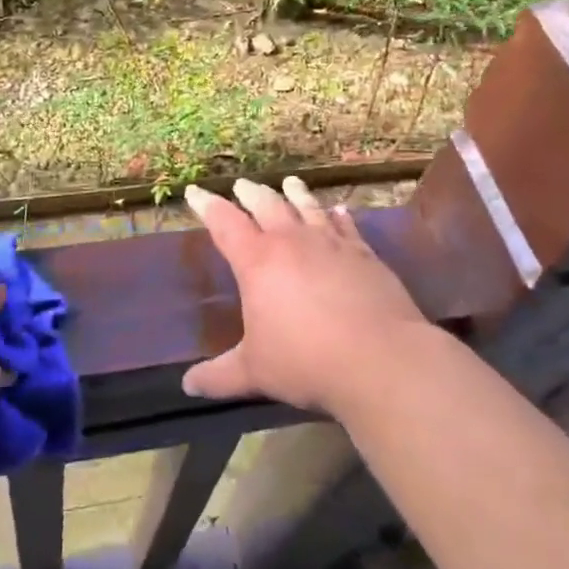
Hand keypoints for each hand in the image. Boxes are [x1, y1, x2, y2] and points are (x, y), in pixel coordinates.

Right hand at [181, 177, 432, 415]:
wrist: (380, 359)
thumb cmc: (306, 362)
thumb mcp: (254, 372)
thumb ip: (219, 376)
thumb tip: (188, 386)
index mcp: (257, 261)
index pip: (225, 223)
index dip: (207, 206)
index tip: (195, 192)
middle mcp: (292, 242)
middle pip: (267, 205)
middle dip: (251, 193)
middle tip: (242, 184)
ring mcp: (332, 244)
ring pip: (308, 207)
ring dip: (296, 193)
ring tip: (289, 182)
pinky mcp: (365, 254)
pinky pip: (346, 226)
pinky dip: (338, 215)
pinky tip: (339, 211)